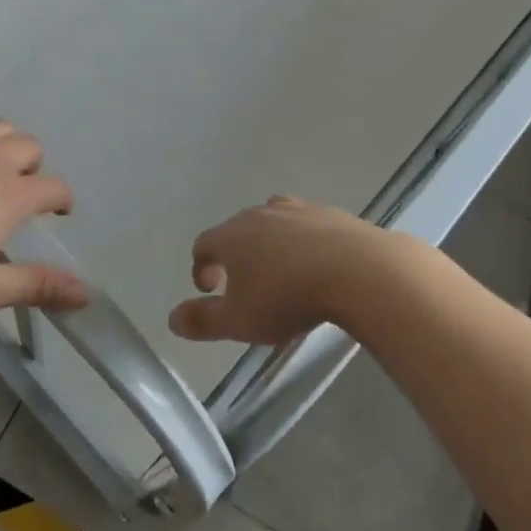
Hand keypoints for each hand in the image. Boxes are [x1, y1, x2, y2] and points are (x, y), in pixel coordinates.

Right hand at [169, 196, 411, 344]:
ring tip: (281, 272)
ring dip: (270, 245)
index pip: (204, 244)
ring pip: (273, 222)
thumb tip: (172, 318)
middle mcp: (261, 213)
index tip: (210, 291)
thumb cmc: (288, 297)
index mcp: (232, 235)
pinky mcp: (332, 214)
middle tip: (244, 286)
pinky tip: (317, 265)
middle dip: (235, 255)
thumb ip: (203, 320)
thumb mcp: (239, 321)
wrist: (358, 270)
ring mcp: (299, 209)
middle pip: (238, 229)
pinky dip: (304, 242)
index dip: (201, 267)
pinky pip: (308, 226)